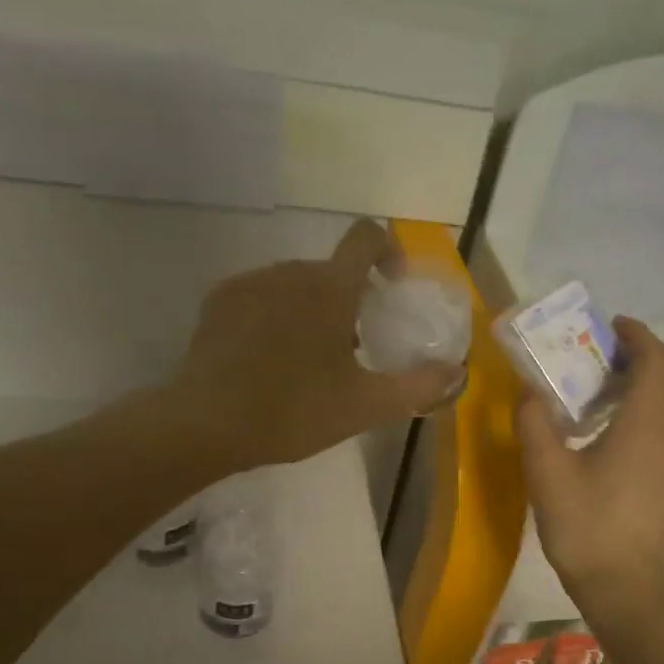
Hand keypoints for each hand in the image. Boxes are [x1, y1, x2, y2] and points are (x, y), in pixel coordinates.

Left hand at [167, 220, 466, 471]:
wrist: (206, 425)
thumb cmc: (294, 411)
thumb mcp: (366, 407)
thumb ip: (419, 386)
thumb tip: (457, 371)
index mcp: (330, 288)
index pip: (366, 237)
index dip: (388, 250)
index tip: (393, 286)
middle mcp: (290, 272)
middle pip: (332, 271)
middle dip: (349, 301)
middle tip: (352, 350)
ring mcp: (250, 283)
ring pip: (295, 285)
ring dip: (312, 310)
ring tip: (308, 361)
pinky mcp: (219, 302)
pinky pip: (262, 296)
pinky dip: (277, 316)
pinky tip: (270, 360)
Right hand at [518, 318, 663, 610]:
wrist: (623, 586)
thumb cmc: (583, 527)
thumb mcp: (545, 472)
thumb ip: (535, 422)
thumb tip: (529, 390)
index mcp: (647, 424)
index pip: (656, 360)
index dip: (637, 335)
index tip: (611, 327)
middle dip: (651, 351)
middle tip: (612, 354)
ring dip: (659, 378)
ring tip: (617, 386)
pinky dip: (663, 404)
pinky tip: (629, 427)